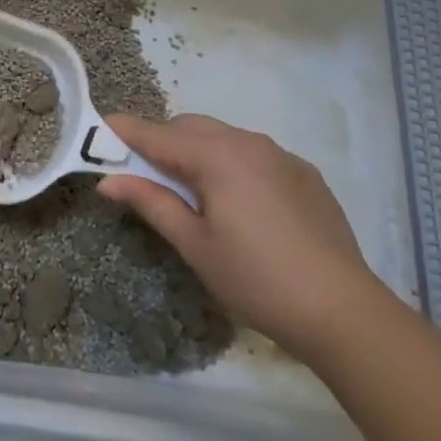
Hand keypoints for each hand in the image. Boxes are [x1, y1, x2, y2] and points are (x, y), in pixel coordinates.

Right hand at [98, 113, 383, 358]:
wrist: (345, 313)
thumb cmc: (257, 280)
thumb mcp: (194, 245)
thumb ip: (150, 202)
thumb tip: (108, 180)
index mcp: (216, 156)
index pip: (156, 134)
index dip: (122, 132)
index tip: (95, 133)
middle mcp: (247, 142)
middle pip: (188, 127)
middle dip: (160, 142)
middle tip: (141, 174)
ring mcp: (280, 155)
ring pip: (221, 136)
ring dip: (195, 150)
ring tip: (189, 190)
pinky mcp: (303, 173)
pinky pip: (252, 153)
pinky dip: (230, 162)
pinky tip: (236, 202)